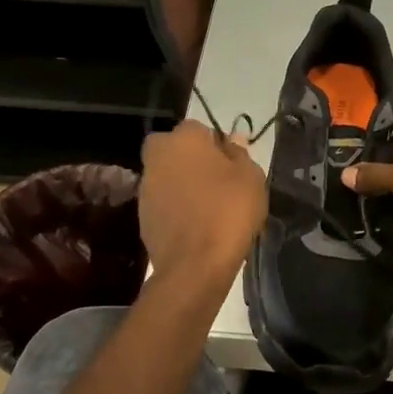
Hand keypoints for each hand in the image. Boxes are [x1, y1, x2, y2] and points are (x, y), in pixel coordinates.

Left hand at [139, 121, 266, 284]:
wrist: (195, 264)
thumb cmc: (228, 211)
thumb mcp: (250, 178)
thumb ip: (240, 153)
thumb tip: (233, 139)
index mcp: (183, 139)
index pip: (198, 128)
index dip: (215, 144)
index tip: (231, 164)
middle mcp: (158, 157)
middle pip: (175, 149)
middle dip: (191, 159)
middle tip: (216, 180)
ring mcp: (146, 187)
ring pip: (167, 175)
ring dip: (182, 183)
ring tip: (208, 205)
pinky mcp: (142, 215)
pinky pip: (163, 201)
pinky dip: (176, 207)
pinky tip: (195, 224)